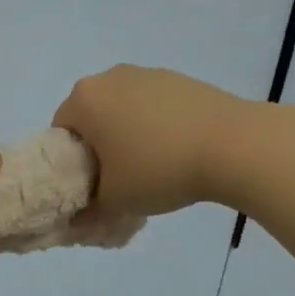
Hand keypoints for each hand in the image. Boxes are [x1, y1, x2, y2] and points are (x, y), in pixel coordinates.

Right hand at [52, 65, 246, 218]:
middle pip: (91, 116)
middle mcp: (110, 77)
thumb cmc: (159, 169)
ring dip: (128, 135)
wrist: (233, 145)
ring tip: (153, 166)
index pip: (60, 133)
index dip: (71, 164)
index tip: (91, 185)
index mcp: (84, 99)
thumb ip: (86, 213)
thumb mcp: (114, 202)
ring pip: (123, 109)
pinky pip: (153, 105)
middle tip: (118, 179)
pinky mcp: (180, 79)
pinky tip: (177, 151)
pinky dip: (156, 125)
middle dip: (99, 146)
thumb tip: (76, 221)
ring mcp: (147, 74)